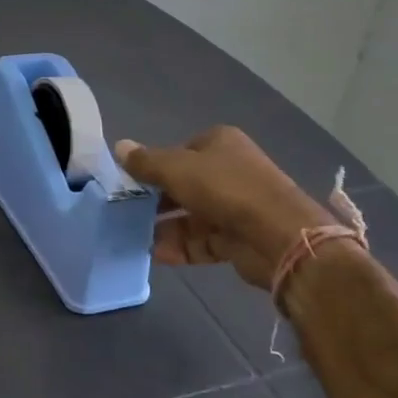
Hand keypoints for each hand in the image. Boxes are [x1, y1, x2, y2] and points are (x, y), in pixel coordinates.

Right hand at [116, 126, 335, 287]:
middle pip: (185, 184)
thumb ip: (146, 162)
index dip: (156, 165)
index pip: (180, 151)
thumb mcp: (177, 169)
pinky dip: (182, 246)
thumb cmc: (224, 188)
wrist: (278, 235)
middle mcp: (230, 171)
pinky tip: (158, 254)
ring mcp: (237, 206)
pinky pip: (203, 240)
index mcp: (220, 144)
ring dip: (166, 227)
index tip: (132, 182)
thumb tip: (119, 146)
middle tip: (129, 211)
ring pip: (193, 215)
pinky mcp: (239, 238)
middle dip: (158, 200)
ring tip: (136, 236)